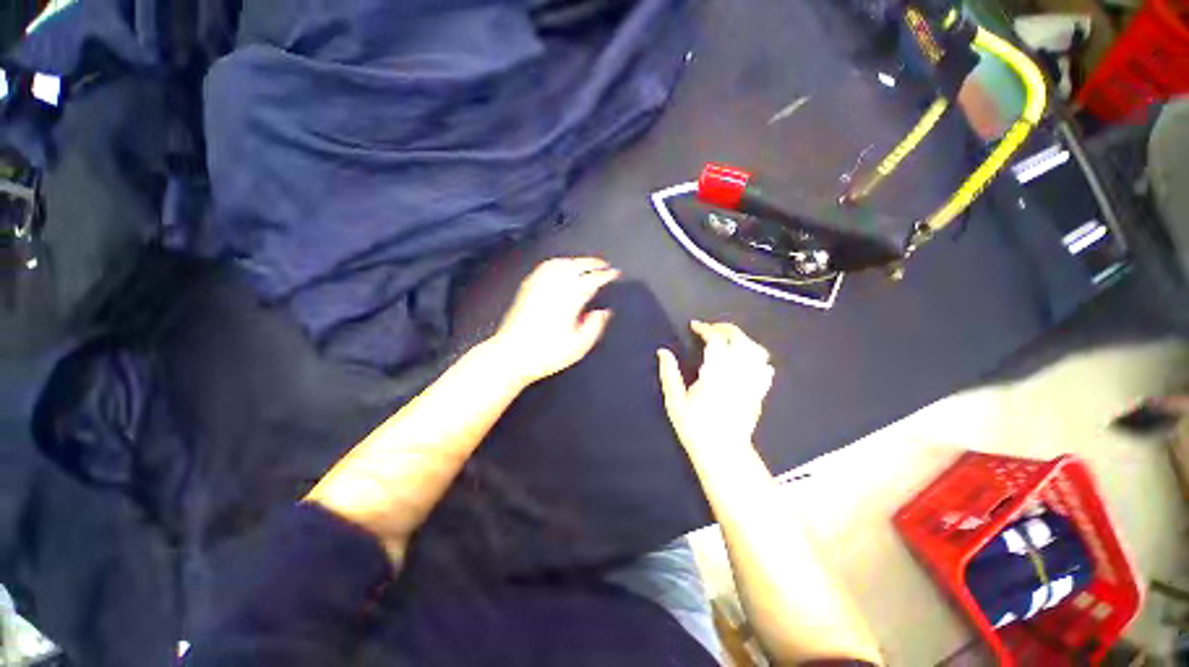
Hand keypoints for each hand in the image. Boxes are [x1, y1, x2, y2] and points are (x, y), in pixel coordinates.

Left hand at [490, 257, 620, 385]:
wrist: (512, 354)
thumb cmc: (545, 353)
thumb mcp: (578, 346)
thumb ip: (595, 327)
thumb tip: (603, 312)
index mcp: (569, 300)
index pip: (592, 280)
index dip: (605, 275)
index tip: (614, 273)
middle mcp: (554, 288)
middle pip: (577, 266)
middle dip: (593, 263)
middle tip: (604, 265)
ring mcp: (539, 286)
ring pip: (561, 263)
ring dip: (576, 261)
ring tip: (586, 264)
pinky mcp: (527, 288)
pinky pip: (545, 267)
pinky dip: (558, 263)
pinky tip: (560, 267)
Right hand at [658, 321, 773, 454]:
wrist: (723, 452)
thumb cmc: (695, 427)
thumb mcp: (675, 401)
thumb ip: (669, 374)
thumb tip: (663, 351)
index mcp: (715, 374)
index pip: (715, 340)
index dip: (705, 328)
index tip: (694, 326)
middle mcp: (737, 374)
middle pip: (739, 339)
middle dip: (725, 328)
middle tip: (710, 329)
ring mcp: (752, 382)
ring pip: (756, 350)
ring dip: (742, 339)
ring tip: (728, 341)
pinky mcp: (760, 392)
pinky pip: (765, 367)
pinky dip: (757, 357)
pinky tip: (746, 359)